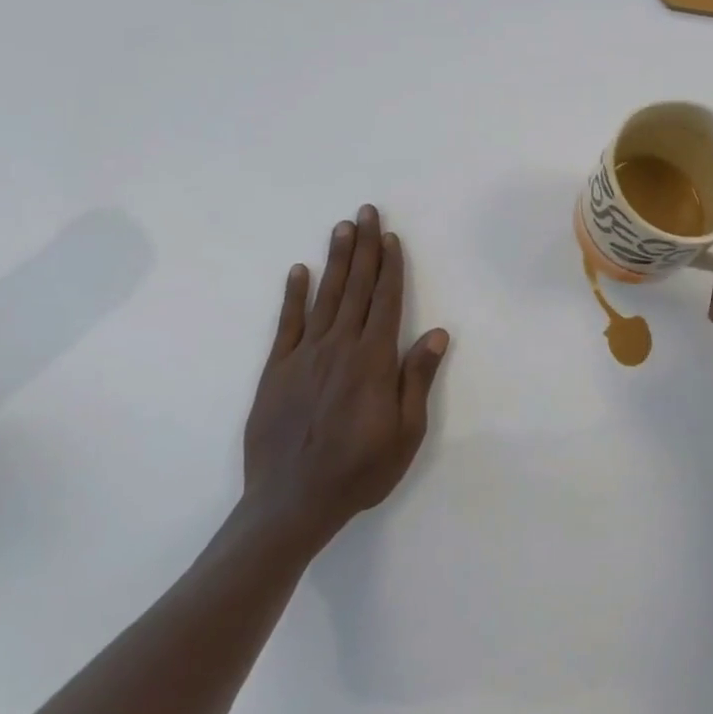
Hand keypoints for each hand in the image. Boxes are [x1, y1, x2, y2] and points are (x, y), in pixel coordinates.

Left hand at [240, 205, 449, 552]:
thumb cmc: (359, 470)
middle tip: (365, 212)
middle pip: (356, 288)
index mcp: (372, 361)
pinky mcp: (276, 370)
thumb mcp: (405, 432)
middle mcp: (339, 347)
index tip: (391, 236)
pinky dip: (293, 295)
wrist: (292, 501)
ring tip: (341, 228)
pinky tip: (299, 271)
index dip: (391, 267)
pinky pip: (287, 324)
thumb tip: (436, 333)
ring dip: (335, 261)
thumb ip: (416, 378)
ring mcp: (304, 356)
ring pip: (324, 297)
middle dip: (363, 248)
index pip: (386, 301)